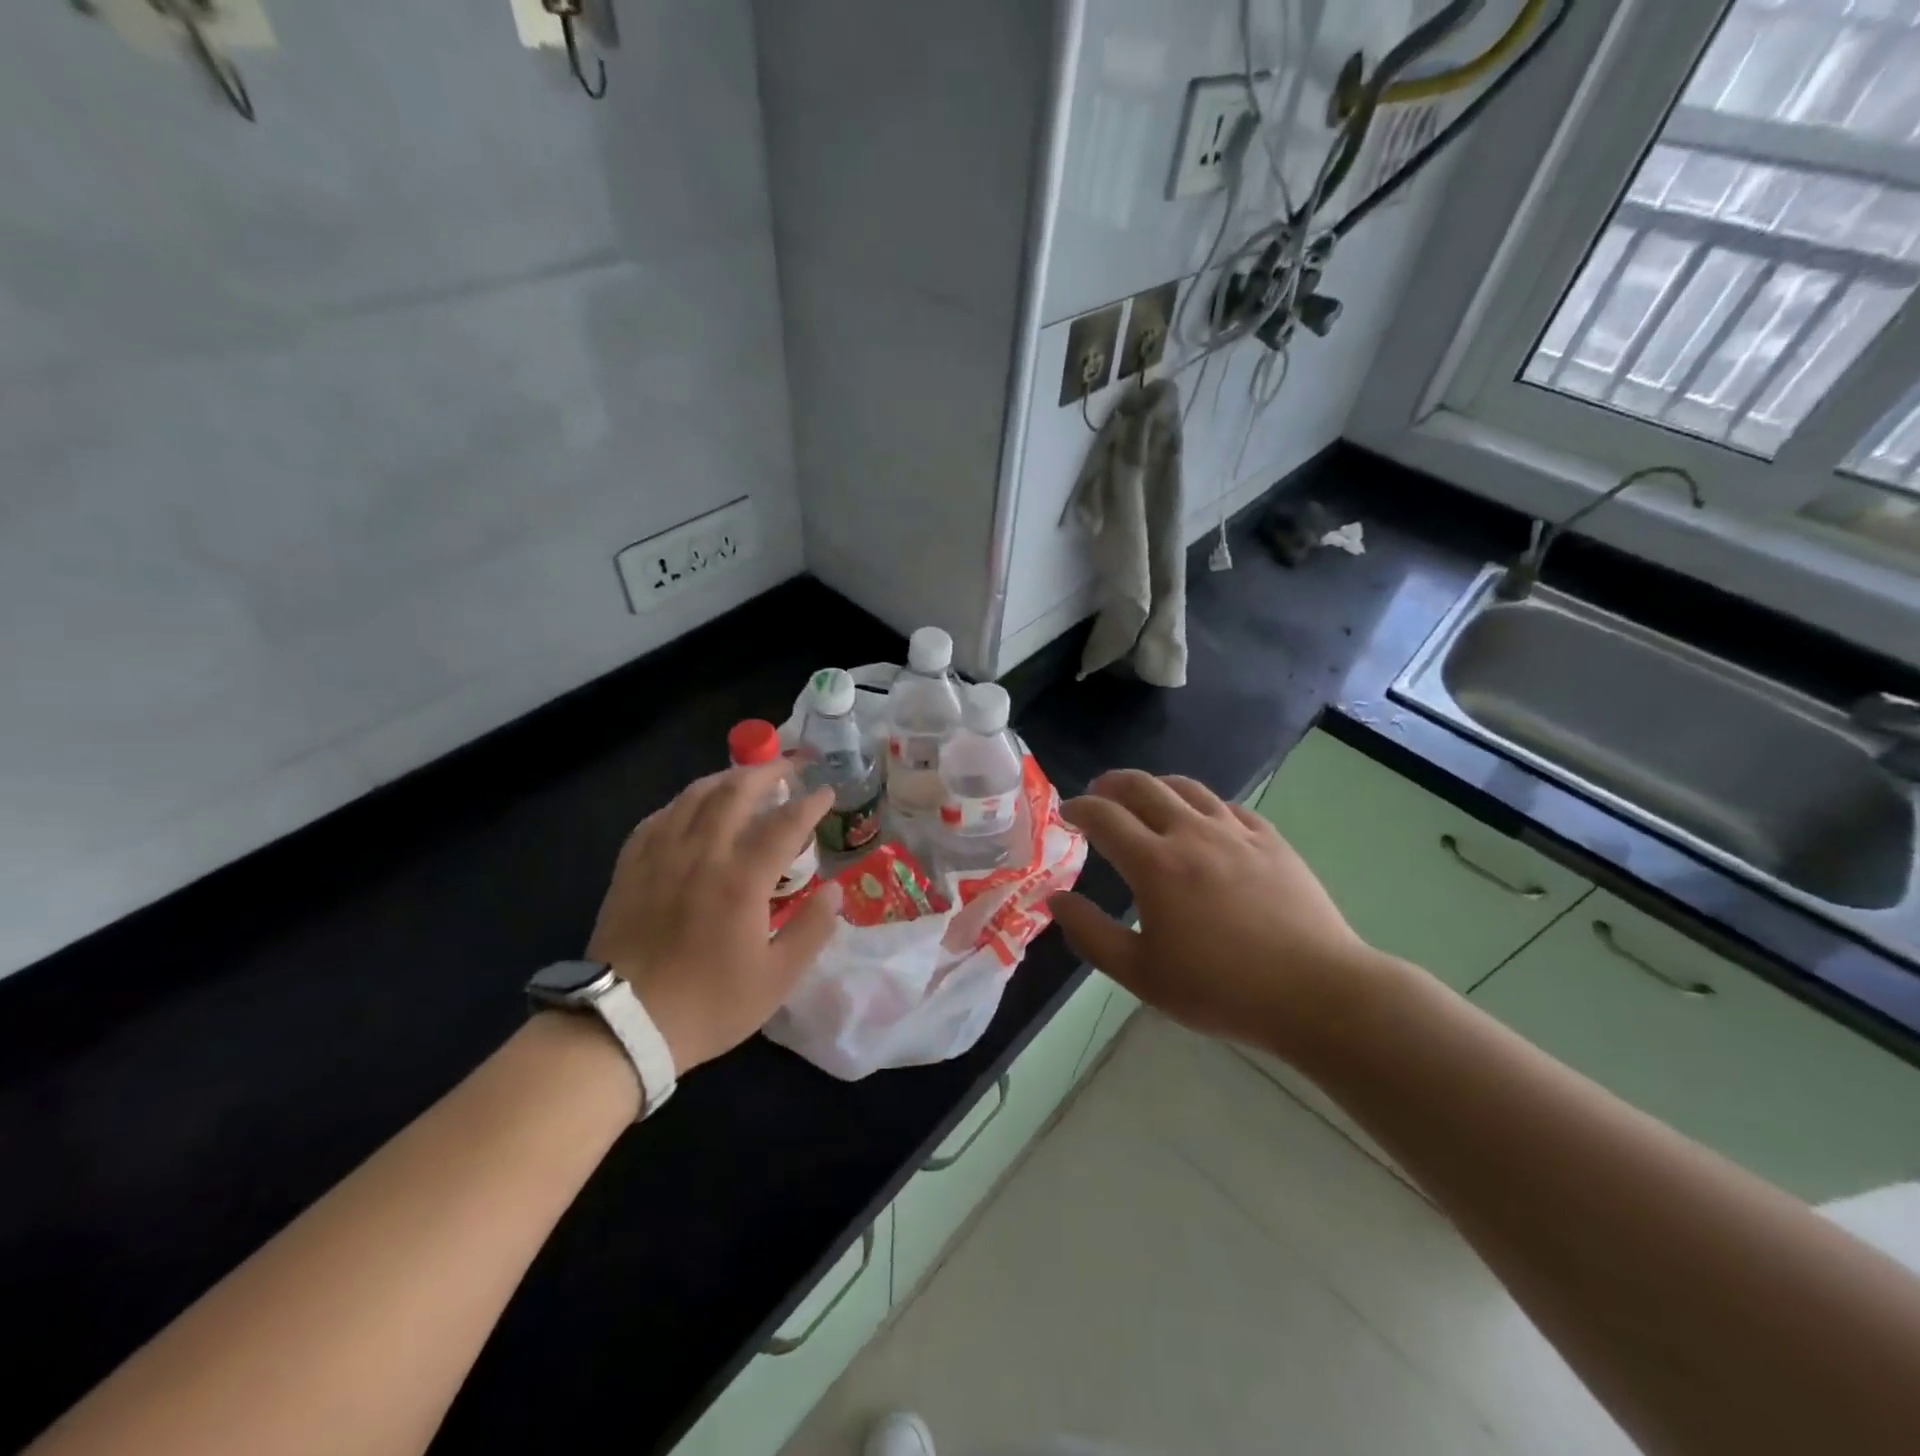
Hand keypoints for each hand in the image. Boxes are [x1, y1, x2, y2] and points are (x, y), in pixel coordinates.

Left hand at [587, 762, 841, 1072]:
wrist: (623, 1025)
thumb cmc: (708, 1004)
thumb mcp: (776, 979)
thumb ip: (812, 930)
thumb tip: (836, 891)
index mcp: (742, 879)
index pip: (784, 823)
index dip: (810, 803)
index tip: (827, 792)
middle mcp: (702, 854)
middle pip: (736, 793)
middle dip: (768, 772)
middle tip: (791, 766)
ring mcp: (661, 856)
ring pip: (694, 796)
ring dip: (726, 778)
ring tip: (745, 777)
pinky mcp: (631, 867)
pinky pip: (659, 818)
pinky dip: (683, 803)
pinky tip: (691, 808)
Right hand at [1047, 770, 1376, 1056]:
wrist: (1315, 992)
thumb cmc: (1221, 989)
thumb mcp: (1141, 974)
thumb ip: (1091, 934)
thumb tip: (1056, 900)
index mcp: (1155, 864)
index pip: (1104, 817)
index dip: (1080, 808)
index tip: (1068, 813)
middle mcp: (1191, 833)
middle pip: (1142, 787)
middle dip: (1112, 784)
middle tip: (1099, 794)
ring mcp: (1235, 832)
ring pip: (1186, 787)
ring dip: (1155, 785)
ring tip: (1145, 797)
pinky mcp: (1270, 840)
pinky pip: (1227, 805)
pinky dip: (1201, 803)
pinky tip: (1202, 818)